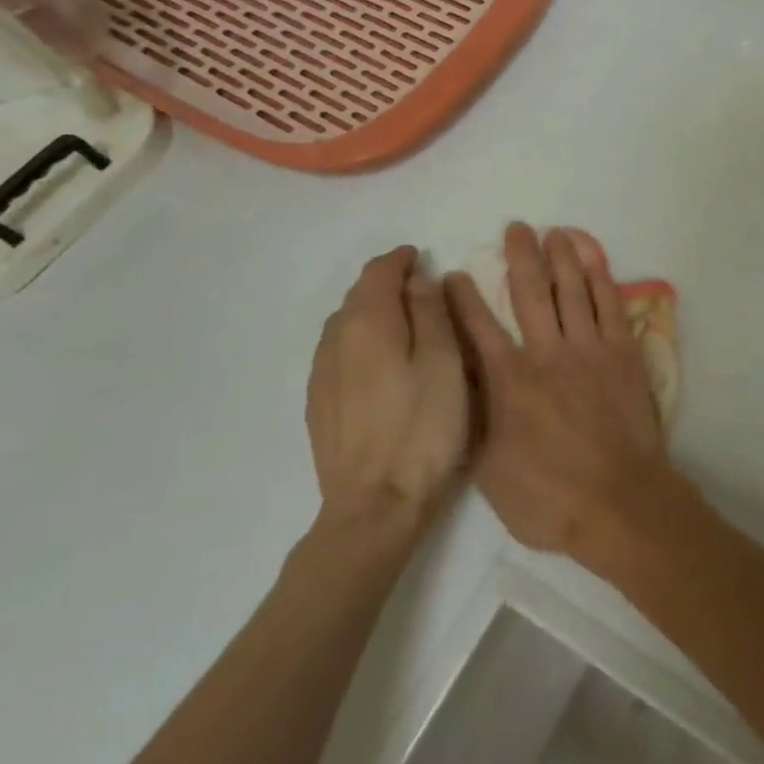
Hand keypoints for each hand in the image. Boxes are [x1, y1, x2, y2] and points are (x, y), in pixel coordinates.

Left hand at [306, 246, 468, 532]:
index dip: (400, 260)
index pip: (378, 272)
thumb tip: (417, 280)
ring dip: (371, 312)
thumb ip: (430, 312)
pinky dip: (359, 341)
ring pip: (344, 324)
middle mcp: (334, 339)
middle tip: (419, 290)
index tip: (420, 258)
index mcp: (367, 322)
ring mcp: (321, 374)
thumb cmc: (423, 427)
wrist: (375, 505)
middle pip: (358, 295)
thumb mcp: (445, 361)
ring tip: (402, 324)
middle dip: (386, 284)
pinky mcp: (318, 404)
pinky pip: (338, 352)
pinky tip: (379, 362)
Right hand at [446, 224, 669, 562]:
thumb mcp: (489, 471)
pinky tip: (593, 257)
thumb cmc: (549, 498)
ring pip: (571, 289)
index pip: (478, 328)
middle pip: (530, 292)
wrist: (620, 504)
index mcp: (509, 382)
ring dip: (561, 256)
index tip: (452, 273)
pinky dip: (600, 275)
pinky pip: (609, 303)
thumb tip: (459, 384)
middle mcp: (547, 353)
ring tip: (553, 231)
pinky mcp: (623, 352)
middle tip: (515, 228)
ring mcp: (589, 348)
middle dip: (519, 257)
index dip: (463, 298)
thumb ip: (473, 420)